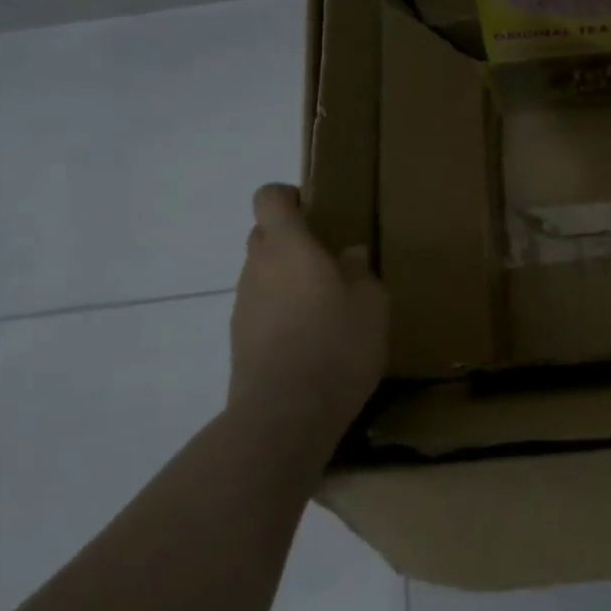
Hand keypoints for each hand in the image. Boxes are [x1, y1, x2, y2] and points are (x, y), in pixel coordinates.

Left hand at [229, 185, 388, 436]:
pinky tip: (312, 339)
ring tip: (326, 305)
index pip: (269, 198)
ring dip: (287, 278)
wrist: (284, 415)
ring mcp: (243, 305)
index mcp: (289, 247)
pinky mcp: (239, 340)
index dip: (289, 196)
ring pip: (262, 274)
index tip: (316, 209)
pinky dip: (281, 311)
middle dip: (291, 239)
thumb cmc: (336, 345)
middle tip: (329, 259)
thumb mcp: (371, 305)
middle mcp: (257, 268)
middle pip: (264, 235)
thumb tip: (349, 254)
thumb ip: (360, 272)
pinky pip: (261, 309)